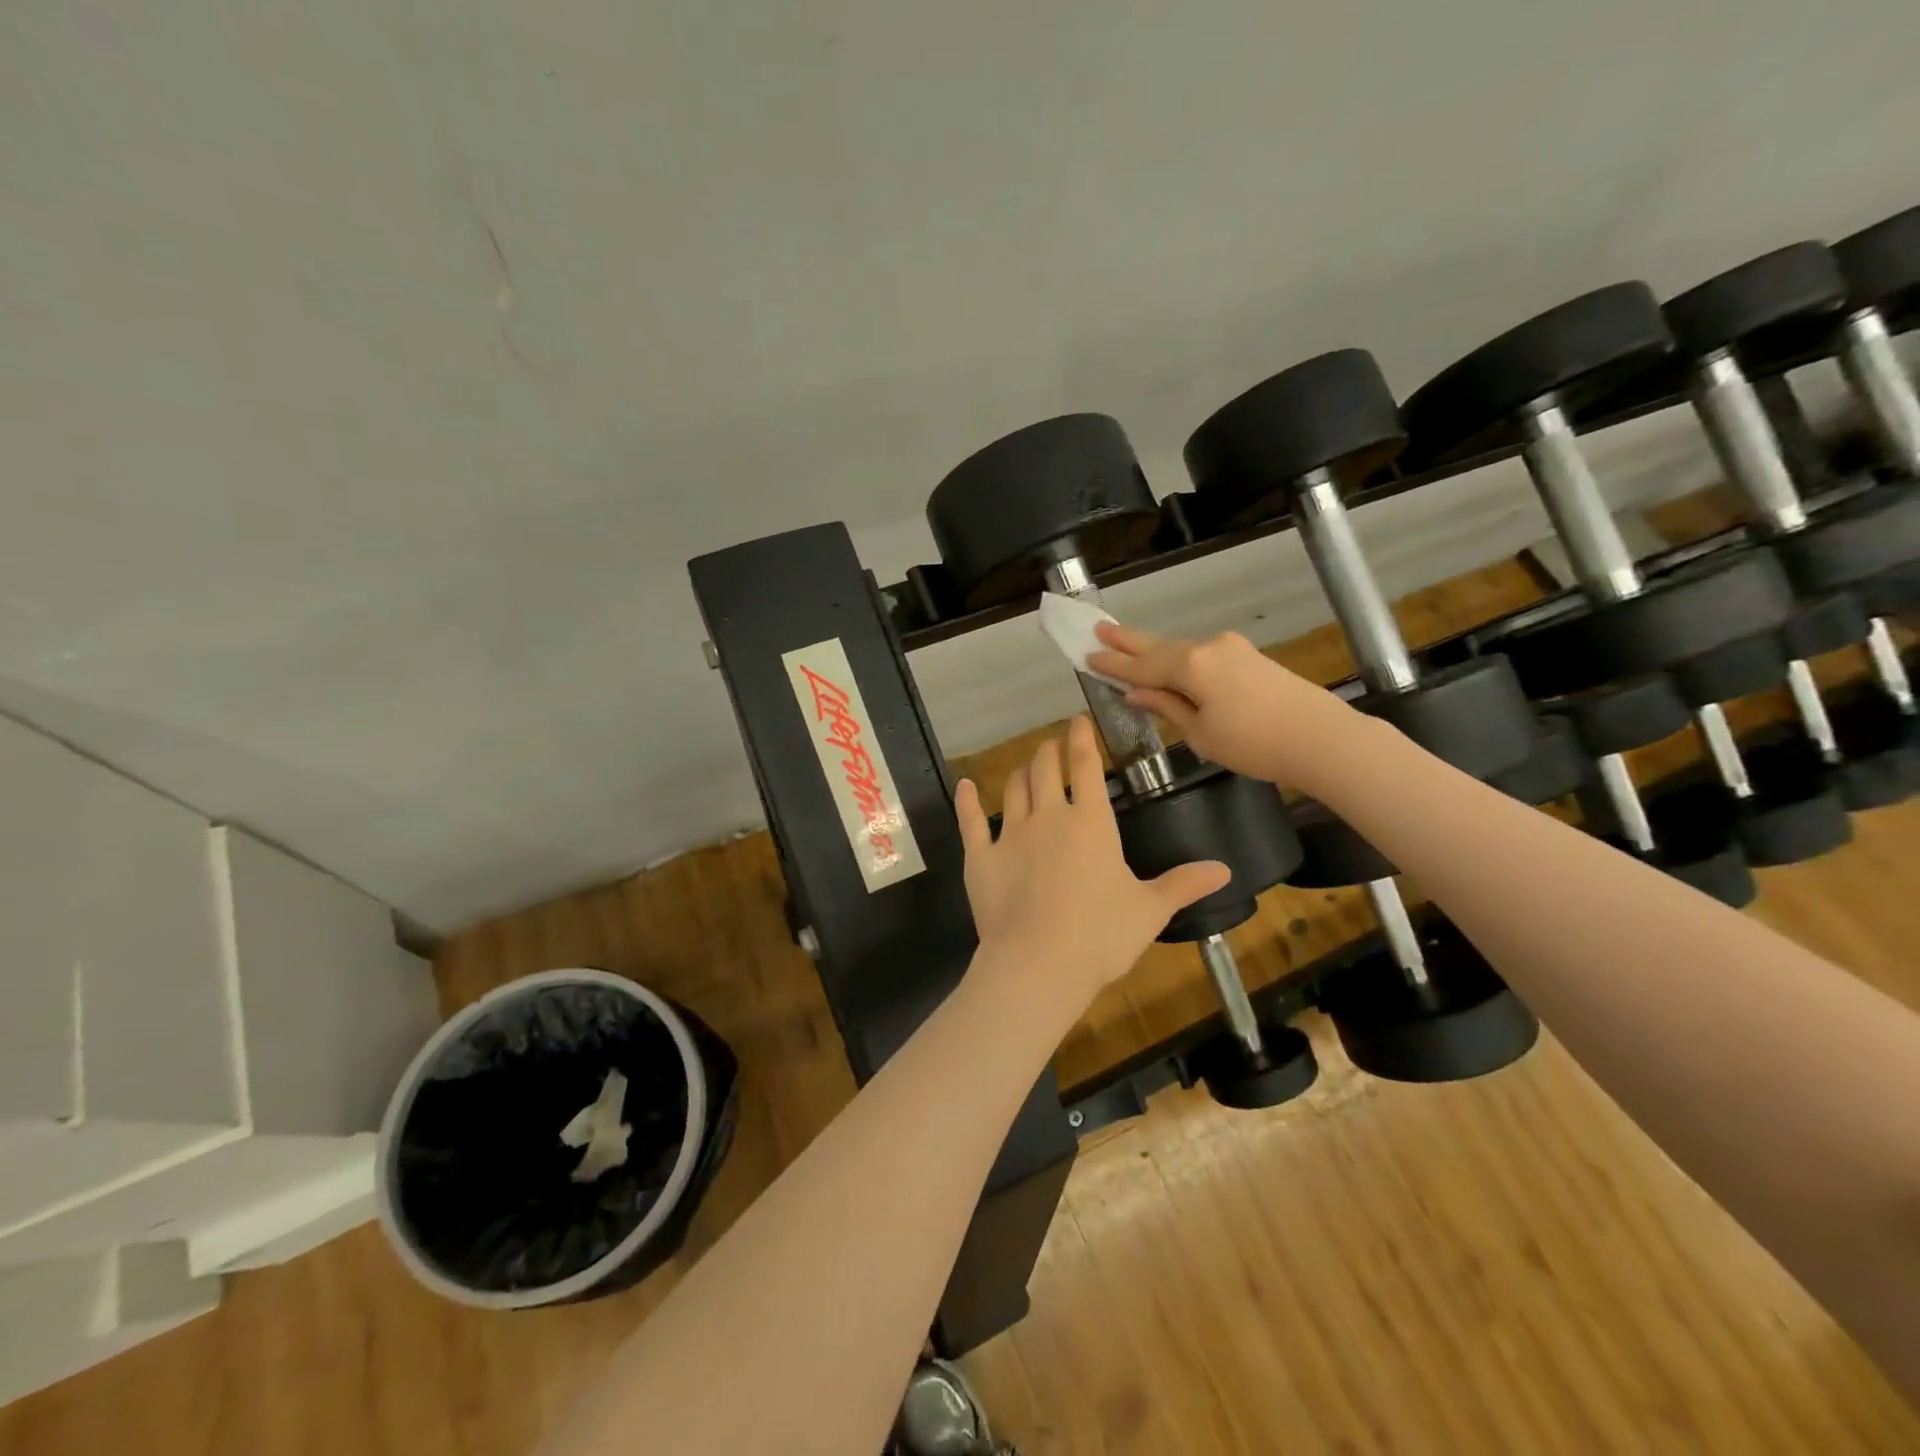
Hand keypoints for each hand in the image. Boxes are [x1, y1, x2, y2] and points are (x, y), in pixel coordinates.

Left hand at [954, 716, 1229, 1023]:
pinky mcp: (981, 856)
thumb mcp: (1149, 910)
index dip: (1082, 739)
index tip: (1078, 720)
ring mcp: (1011, 834)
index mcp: (1091, 823)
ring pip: (1013, 788)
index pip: (1086, 766)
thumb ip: (1183, 884)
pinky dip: (966, 800)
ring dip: (1021, 771)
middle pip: (1046, 768)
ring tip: (1027, 766)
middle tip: (1053, 743)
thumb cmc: (1101, 935)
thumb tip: (1225, 869)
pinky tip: (965, 785)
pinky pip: (970, 820)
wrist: (1039, 964)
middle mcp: (1049, 816)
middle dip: (1050, 750)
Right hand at [1088, 620, 1360, 791]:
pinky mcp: (1247, 657)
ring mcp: (1231, 648)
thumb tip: (1136, 693)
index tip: (1087, 657)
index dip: (1113, 666)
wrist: (1322, 739)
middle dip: (1128, 641)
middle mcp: (1208, 647)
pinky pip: (1200, 656)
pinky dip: (1177, 660)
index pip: (1141, 667)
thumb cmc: (1255, 745)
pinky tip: (1167, 664)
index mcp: (1192, 666)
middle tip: (1098, 629)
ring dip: (1152, 651)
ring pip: (1180, 650)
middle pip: (1159, 646)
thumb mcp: (1201, 734)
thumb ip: (1166, 707)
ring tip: (1124, 644)